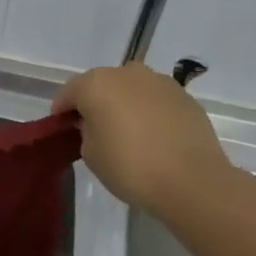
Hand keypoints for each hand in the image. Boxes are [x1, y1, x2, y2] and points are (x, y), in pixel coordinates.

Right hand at [53, 62, 235, 216]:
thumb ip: (86, 131)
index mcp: (96, 83)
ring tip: (129, 133)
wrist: (192, 181)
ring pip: (132, 89)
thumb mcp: (90, 154)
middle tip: (96, 130)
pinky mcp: (185, 97)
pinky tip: (154, 137)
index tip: (63, 129)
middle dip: (96, 103)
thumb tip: (95, 124)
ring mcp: (159, 82)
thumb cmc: (130, 166)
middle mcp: (127, 73)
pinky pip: (156, 101)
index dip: (63, 111)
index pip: (69, 92)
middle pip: (102, 85)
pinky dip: (150, 112)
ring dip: (126, 104)